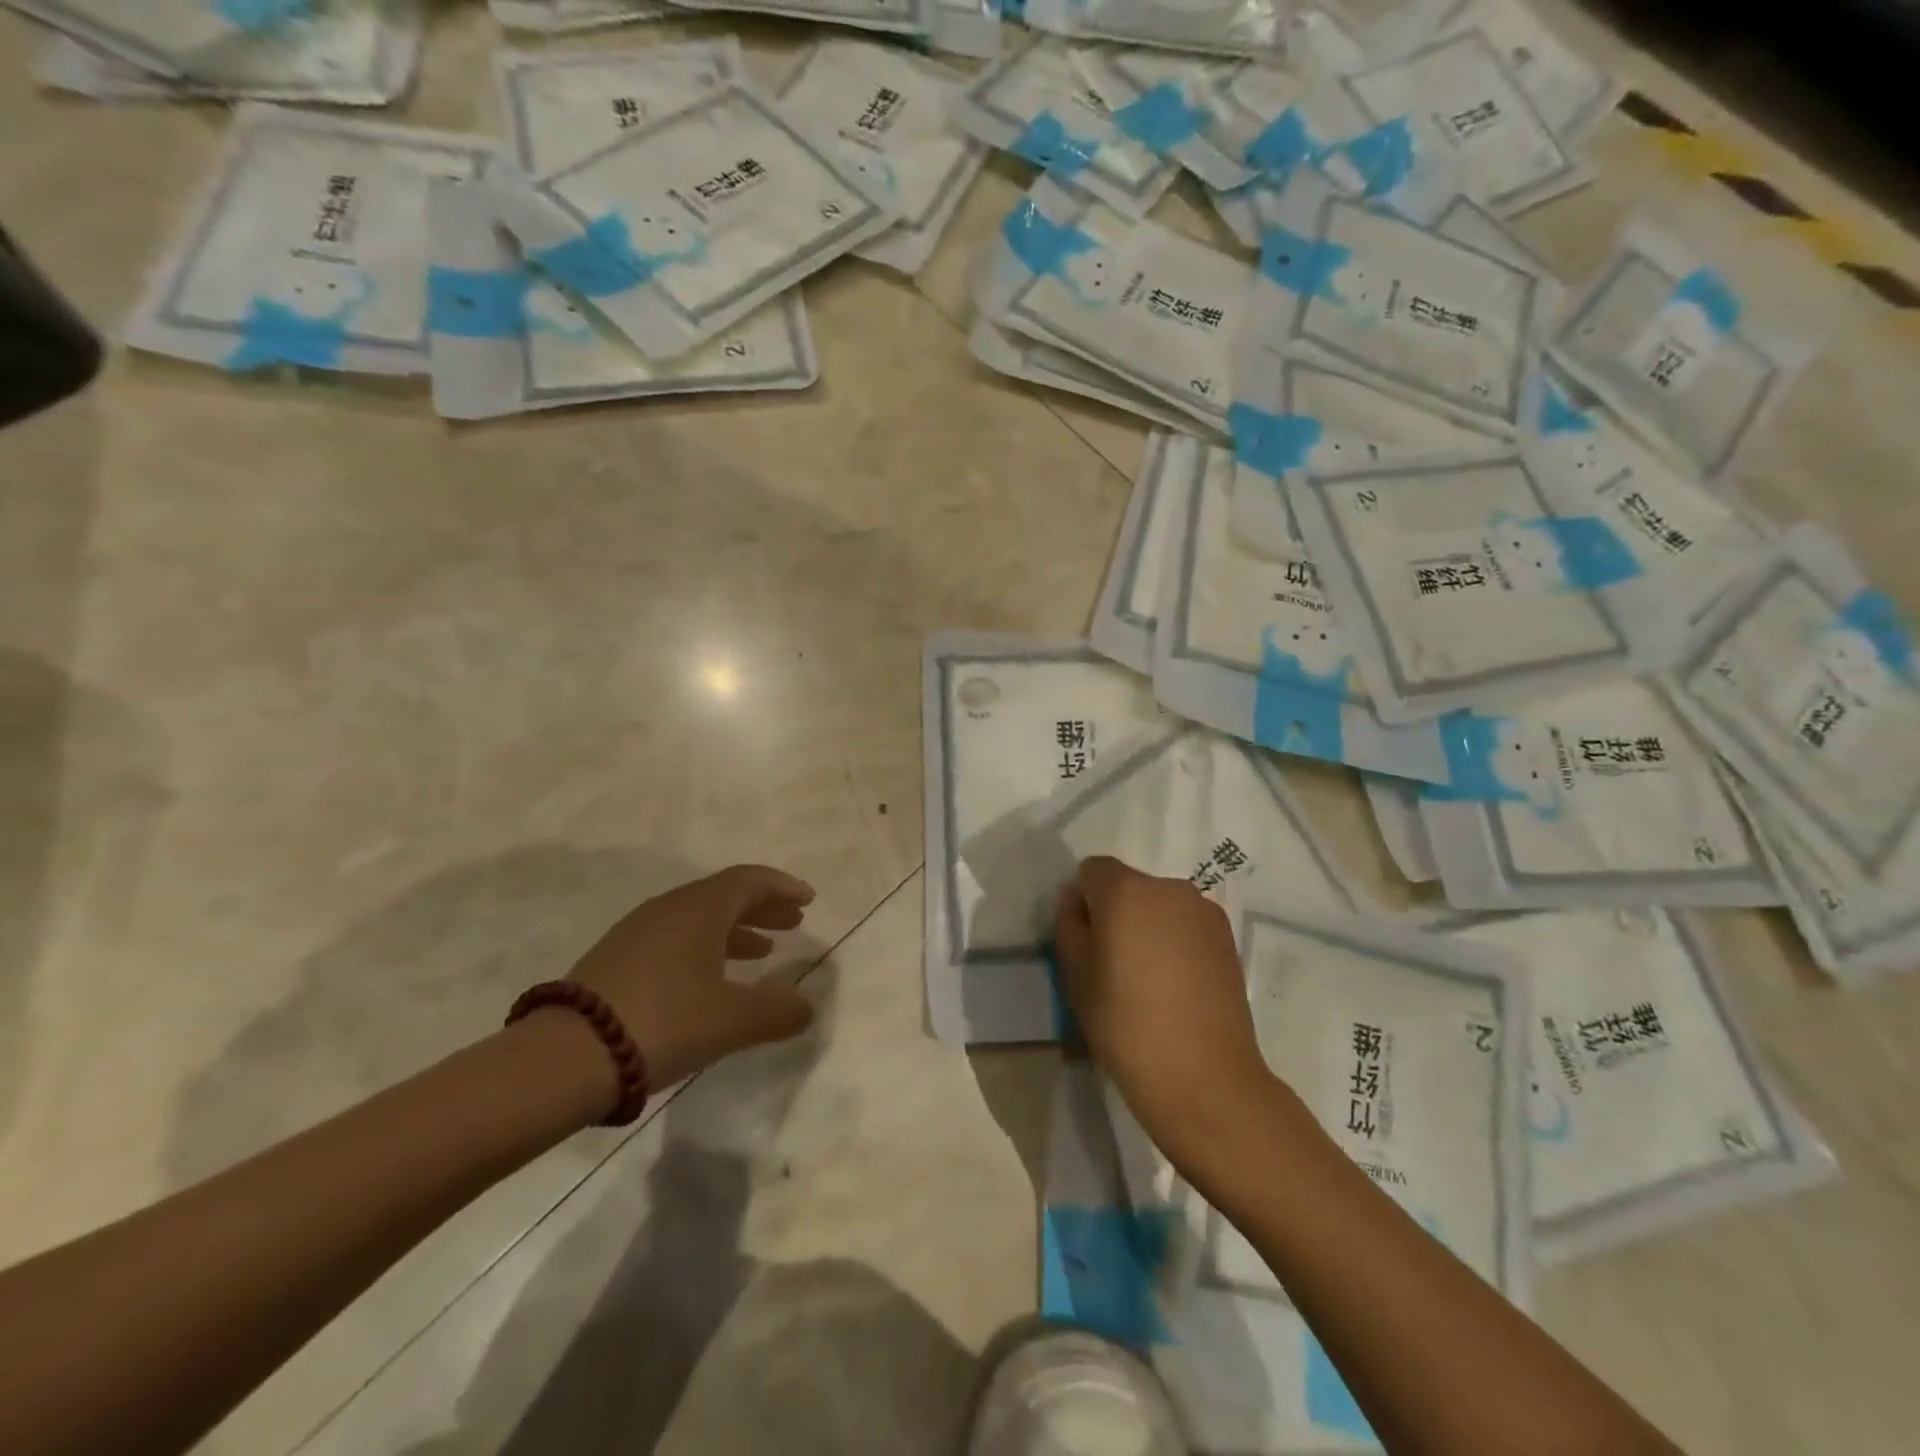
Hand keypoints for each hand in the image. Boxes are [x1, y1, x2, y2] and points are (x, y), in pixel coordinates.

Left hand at [562, 865, 818, 1093]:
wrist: (565, 1057)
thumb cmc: (663, 1022)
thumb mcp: (732, 1021)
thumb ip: (777, 1011)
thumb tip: (805, 1006)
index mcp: (700, 909)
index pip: (749, 880)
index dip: (783, 887)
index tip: (808, 900)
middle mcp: (668, 910)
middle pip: (724, 896)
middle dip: (762, 908)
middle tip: (793, 923)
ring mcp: (636, 934)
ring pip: (698, 920)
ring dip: (734, 931)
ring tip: (761, 952)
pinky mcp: (615, 961)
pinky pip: (674, 940)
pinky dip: (704, 949)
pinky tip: (710, 981)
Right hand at [1053, 856, 1279, 1177]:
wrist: (1203, 1076)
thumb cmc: (1125, 1024)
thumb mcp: (1076, 975)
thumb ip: (1068, 924)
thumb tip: (1074, 900)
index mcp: (1126, 890)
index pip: (1091, 870)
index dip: (1082, 901)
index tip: (1084, 942)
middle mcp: (1168, 888)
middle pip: (1128, 884)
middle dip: (1115, 911)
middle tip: (1112, 963)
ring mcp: (1204, 910)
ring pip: (1159, 904)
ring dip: (1147, 925)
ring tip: (1148, 978)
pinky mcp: (1227, 936)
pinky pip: (1186, 923)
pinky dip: (1175, 940)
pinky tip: (1176, 984)